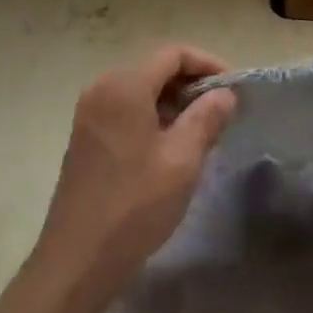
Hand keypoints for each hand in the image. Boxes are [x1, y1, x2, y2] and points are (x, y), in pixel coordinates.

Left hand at [34, 45, 236, 302]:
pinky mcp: (85, 138)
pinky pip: (125, 111)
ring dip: (173, 102)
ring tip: (203, 130)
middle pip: (154, 68)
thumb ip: (207, 117)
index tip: (234, 89)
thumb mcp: (182, 160)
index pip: (172, 54)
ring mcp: (89, 114)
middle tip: (222, 111)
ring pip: (140, 91)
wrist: (78, 258)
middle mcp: (101, 89)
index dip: (208, 64)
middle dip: (191, 83)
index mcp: (124, 86)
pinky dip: (152, 116)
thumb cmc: (135, 205)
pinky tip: (171, 146)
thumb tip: (225, 94)